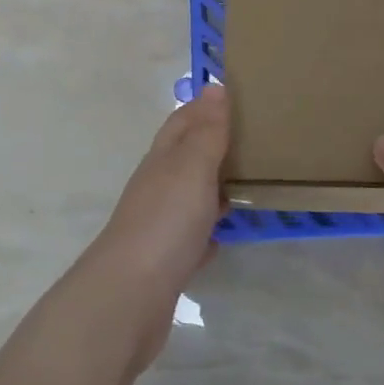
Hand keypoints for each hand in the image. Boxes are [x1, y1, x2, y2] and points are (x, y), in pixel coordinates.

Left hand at [77, 85, 229, 366]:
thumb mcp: (191, 168)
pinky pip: (193, 236)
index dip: (204, 106)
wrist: (129, 297)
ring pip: (190, 195)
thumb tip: (215, 87)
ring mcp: (160, 224)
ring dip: (214, 185)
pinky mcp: (167, 261)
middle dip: (213, 143)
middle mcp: (157, 186)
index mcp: (162, 160)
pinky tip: (227, 233)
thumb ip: (206, 132)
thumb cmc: (165, 222)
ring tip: (250, 180)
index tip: (235, 94)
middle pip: (185, 156)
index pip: (182, 121)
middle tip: (254, 137)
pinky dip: (210, 229)